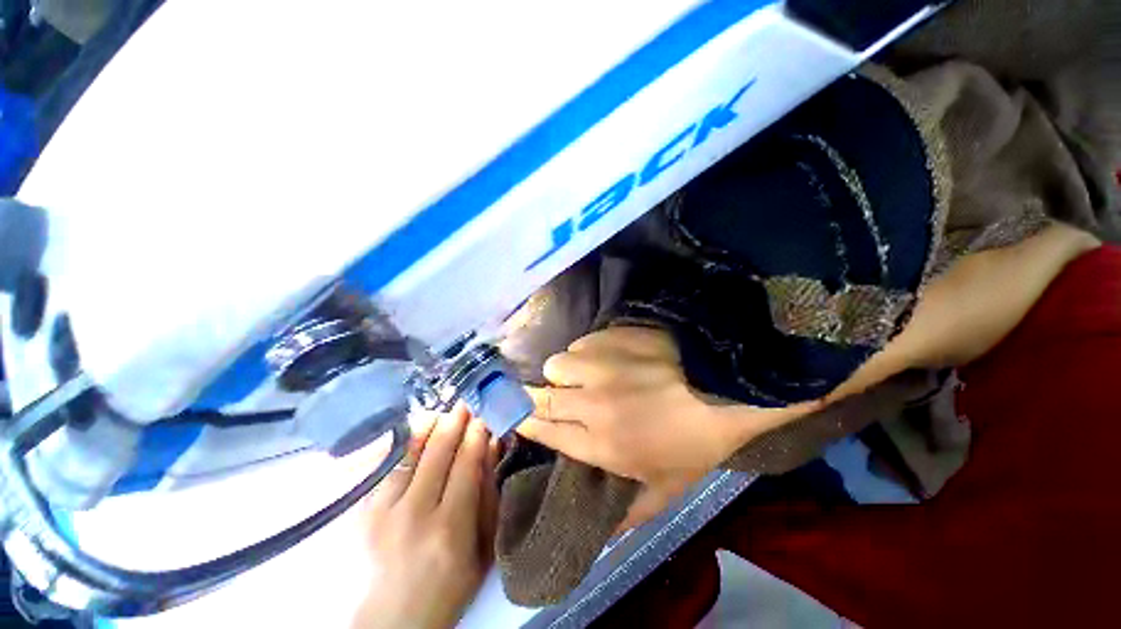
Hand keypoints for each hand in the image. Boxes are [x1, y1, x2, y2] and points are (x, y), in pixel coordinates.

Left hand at [353, 408, 498, 628]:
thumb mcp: (482, 549)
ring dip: (428, 427)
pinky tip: (413, 431)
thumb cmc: (449, 587)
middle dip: (454, 422)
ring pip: (408, 454)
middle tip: (465, 403)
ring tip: (441, 412)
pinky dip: (401, 444)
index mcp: (449, 528)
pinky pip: (384, 466)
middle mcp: (413, 515)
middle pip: (437, 453)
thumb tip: (492, 447)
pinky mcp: (362, 513)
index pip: (466, 464)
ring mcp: (382, 512)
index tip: (484, 414)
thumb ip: (488, 497)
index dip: (476, 434)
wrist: (393, 621)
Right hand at [517, 327, 815, 530]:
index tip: (516, 417)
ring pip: (557, 364)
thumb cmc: (696, 442)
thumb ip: (629, 517)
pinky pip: (580, 344)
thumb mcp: (667, 490)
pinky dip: (585, 353)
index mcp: (603, 443)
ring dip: (564, 372)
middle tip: (545, 396)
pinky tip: (604, 358)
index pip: (544, 431)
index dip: (525, 423)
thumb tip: (601, 537)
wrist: (724, 389)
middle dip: (532, 397)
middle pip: (540, 396)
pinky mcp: (612, 338)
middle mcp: (593, 403)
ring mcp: (602, 365)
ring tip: (584, 376)